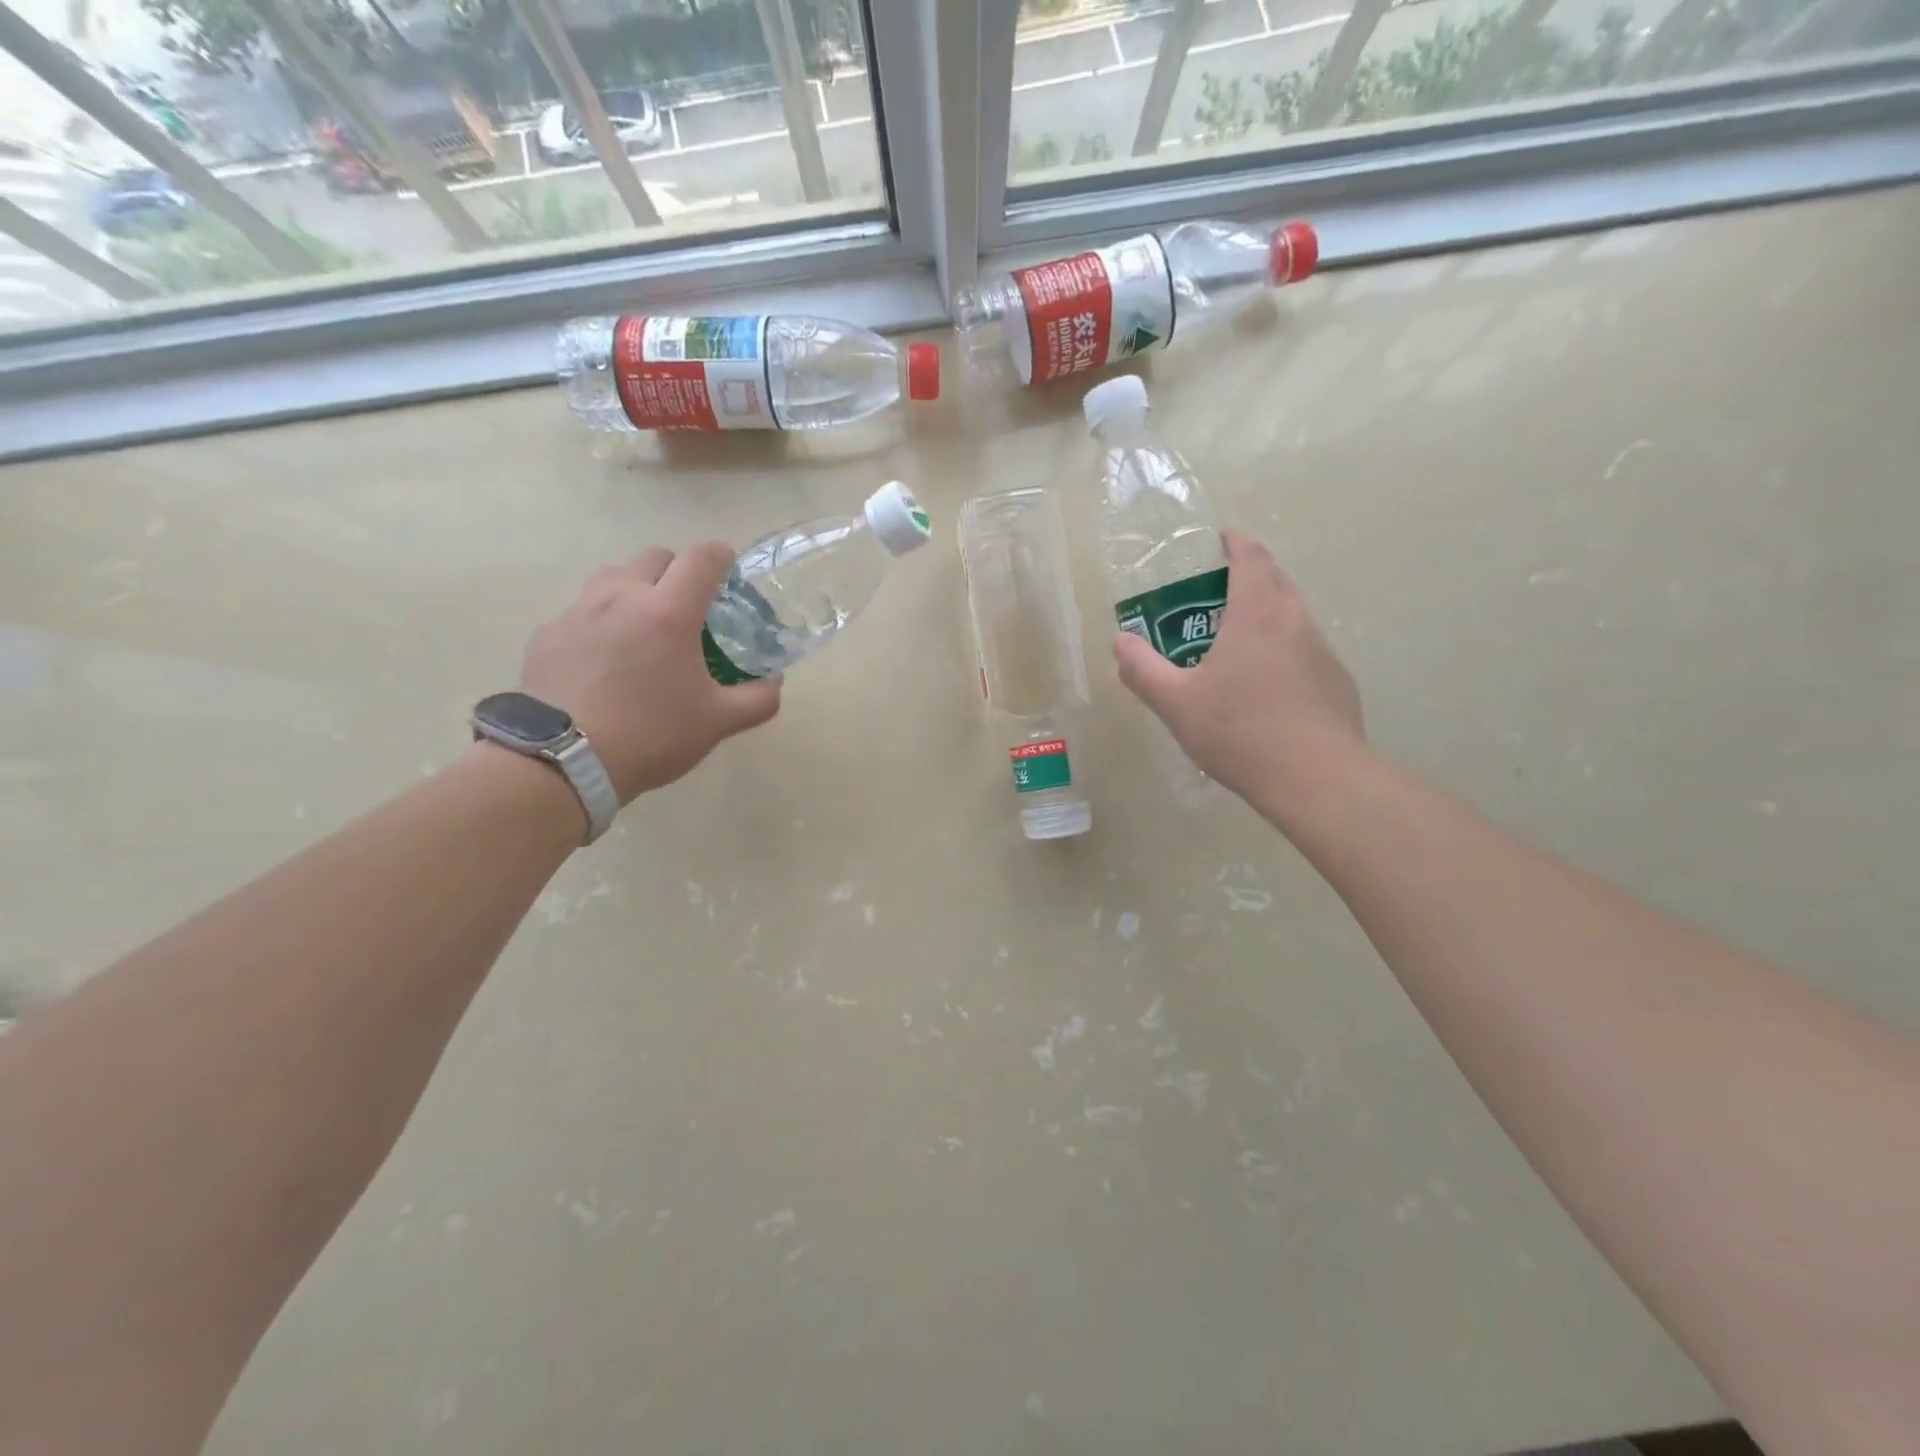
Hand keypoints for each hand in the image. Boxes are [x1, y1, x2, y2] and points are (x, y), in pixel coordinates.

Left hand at [520, 542, 780, 801]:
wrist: (563, 761)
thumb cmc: (651, 734)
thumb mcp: (718, 722)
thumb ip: (757, 699)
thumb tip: (774, 681)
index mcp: (669, 612)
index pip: (702, 558)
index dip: (721, 556)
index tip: (729, 569)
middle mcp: (622, 597)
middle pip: (655, 557)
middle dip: (676, 572)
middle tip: (687, 607)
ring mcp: (579, 612)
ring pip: (613, 577)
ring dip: (635, 588)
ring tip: (642, 627)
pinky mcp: (548, 633)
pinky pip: (581, 611)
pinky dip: (600, 621)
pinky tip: (603, 660)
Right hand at [1113, 530, 1364, 817]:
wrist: (1317, 778)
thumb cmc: (1240, 731)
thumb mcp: (1176, 704)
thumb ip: (1143, 670)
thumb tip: (1121, 642)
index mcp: (1256, 614)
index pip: (1251, 557)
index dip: (1234, 543)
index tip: (1218, 540)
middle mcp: (1295, 620)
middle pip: (1276, 579)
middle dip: (1249, 575)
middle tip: (1215, 594)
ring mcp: (1322, 650)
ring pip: (1293, 614)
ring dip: (1266, 613)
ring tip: (1236, 642)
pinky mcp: (1336, 681)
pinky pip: (1305, 649)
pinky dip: (1283, 649)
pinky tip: (1265, 687)